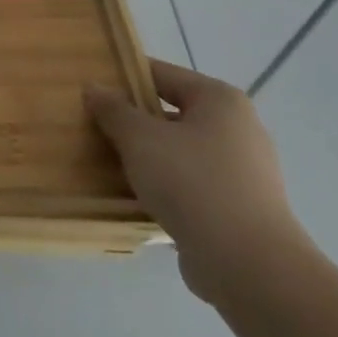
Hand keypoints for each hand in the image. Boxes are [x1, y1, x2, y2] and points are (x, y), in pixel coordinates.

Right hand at [86, 59, 308, 303]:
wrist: (246, 262)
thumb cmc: (191, 182)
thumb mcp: (139, 138)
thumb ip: (114, 110)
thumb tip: (94, 88)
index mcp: (220, 100)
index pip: (162, 74)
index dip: (124, 78)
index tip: (91, 89)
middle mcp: (238, 128)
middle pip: (171, 113)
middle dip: (133, 121)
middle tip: (92, 127)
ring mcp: (243, 169)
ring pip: (179, 150)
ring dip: (146, 156)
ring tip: (106, 163)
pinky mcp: (239, 205)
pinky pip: (190, 183)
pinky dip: (164, 184)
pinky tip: (134, 195)